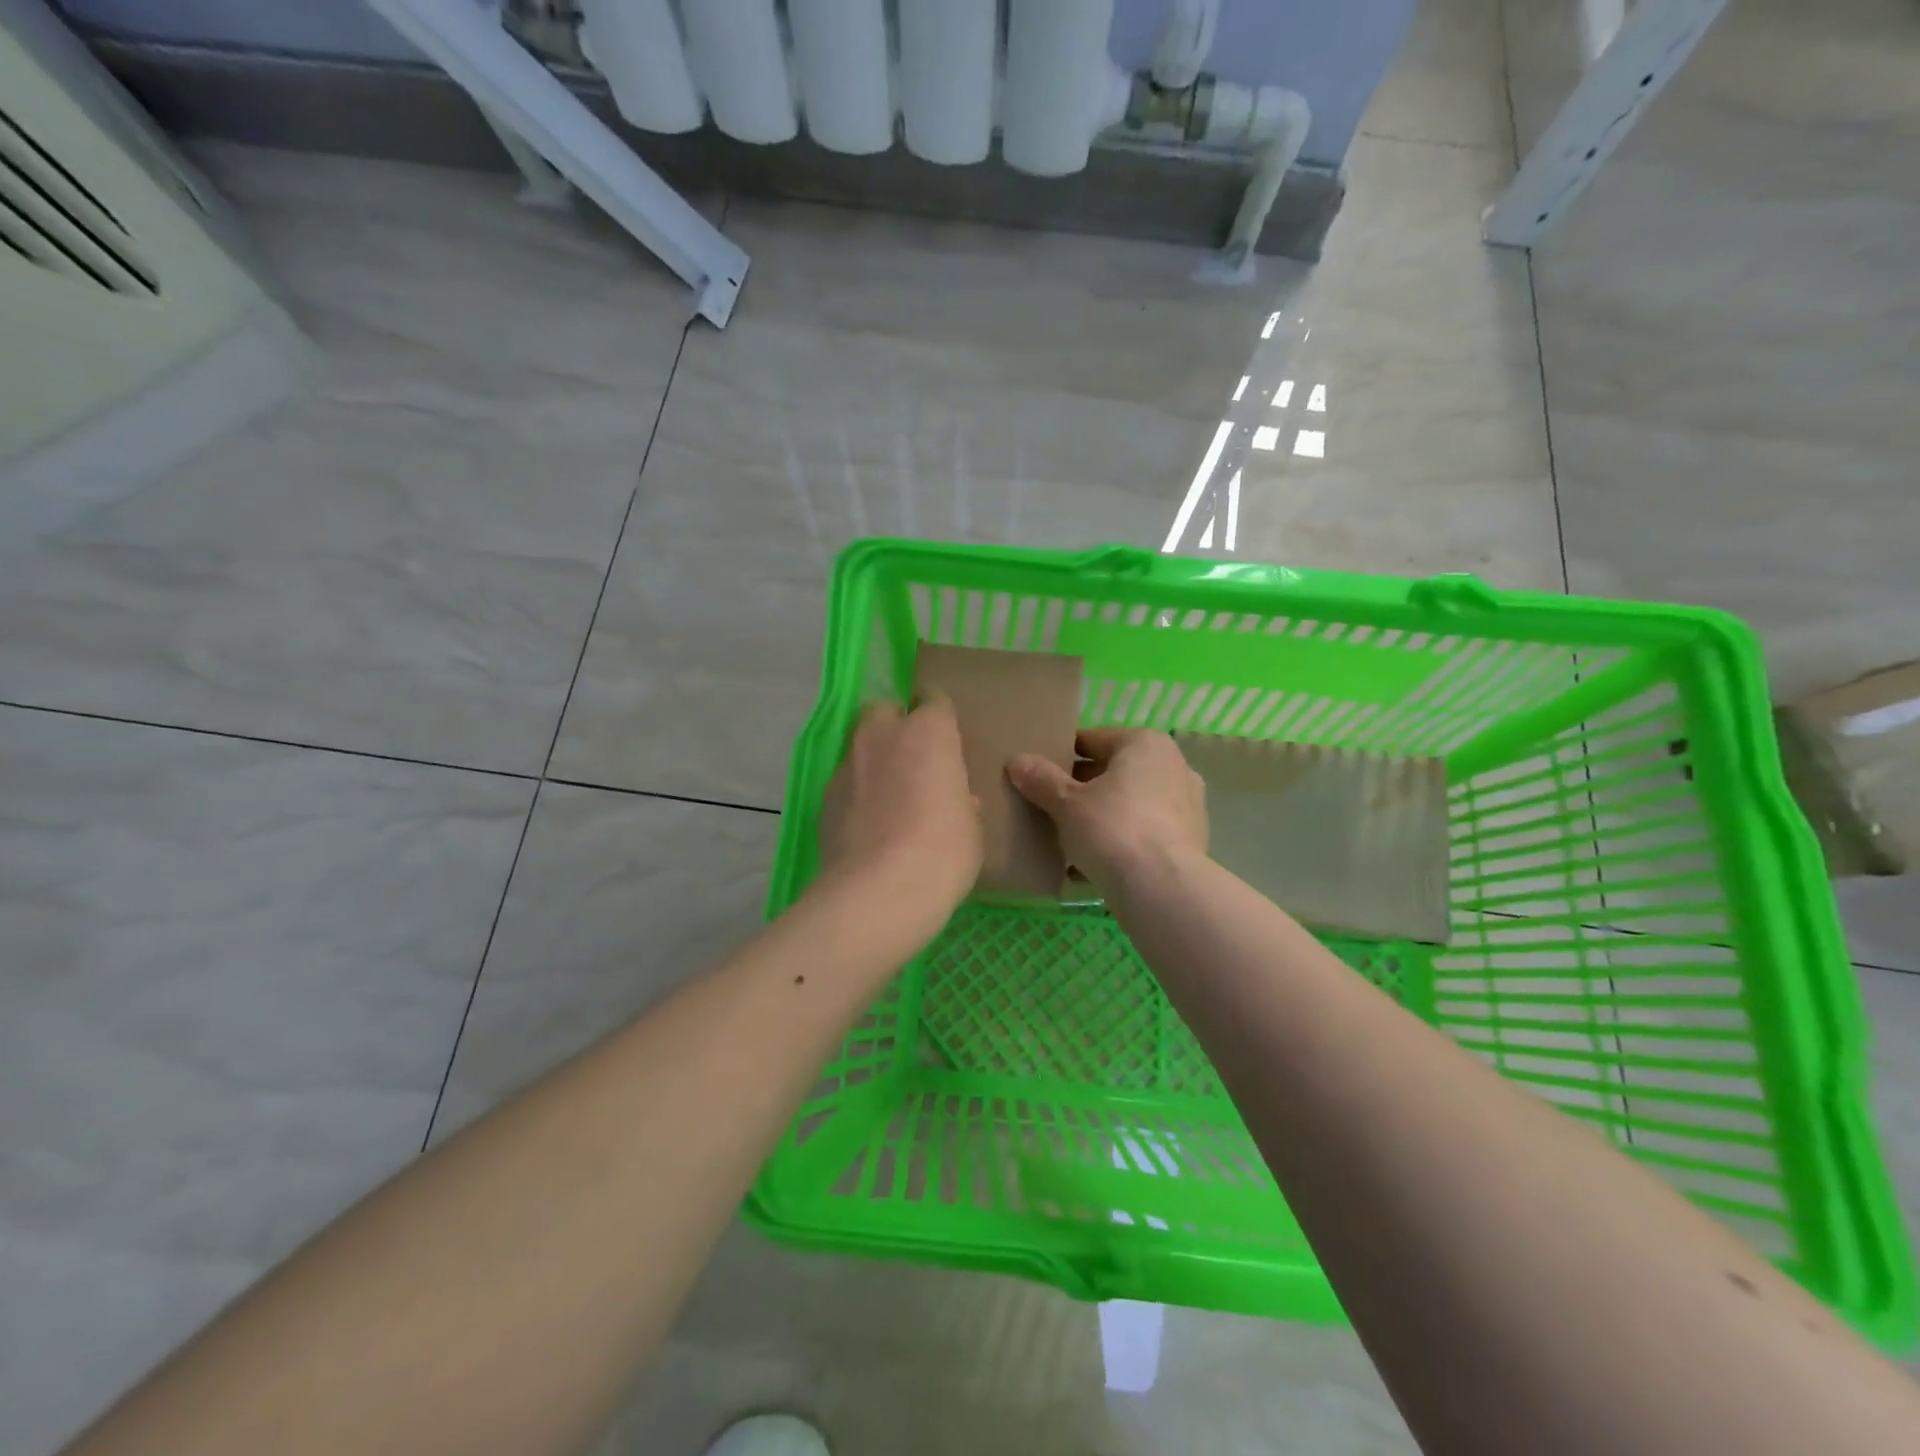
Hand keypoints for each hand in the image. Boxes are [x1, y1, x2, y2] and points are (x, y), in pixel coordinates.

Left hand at [816, 697, 983, 935]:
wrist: (878, 892)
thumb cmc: (942, 853)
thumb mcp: (971, 827)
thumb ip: (961, 801)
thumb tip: (954, 800)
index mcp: (928, 733)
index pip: (935, 701)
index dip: (941, 718)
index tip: (947, 738)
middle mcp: (883, 736)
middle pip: (885, 711)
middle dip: (897, 726)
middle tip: (914, 761)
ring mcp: (847, 765)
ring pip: (860, 746)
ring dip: (874, 761)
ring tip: (888, 798)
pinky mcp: (824, 796)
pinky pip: (845, 782)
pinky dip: (856, 793)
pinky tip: (867, 824)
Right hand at [1007, 729, 1206, 891]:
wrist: (1162, 889)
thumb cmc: (1112, 829)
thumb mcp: (1066, 803)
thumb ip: (1041, 779)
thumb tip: (1017, 761)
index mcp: (1144, 743)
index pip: (1091, 740)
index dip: (1060, 757)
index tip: (1038, 776)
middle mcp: (1173, 765)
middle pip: (1113, 771)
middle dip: (1082, 788)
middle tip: (1049, 807)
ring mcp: (1187, 804)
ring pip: (1130, 803)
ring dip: (1102, 815)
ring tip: (1068, 837)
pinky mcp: (1190, 840)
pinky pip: (1143, 831)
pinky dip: (1121, 840)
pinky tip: (1093, 863)